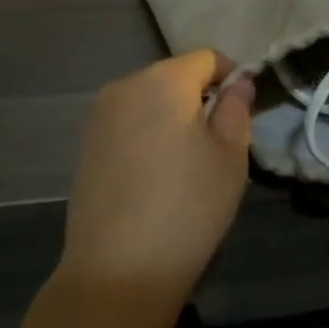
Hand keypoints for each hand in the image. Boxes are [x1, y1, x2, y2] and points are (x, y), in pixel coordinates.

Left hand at [59, 49, 255, 312]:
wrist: (118, 270)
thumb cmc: (187, 208)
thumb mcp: (230, 157)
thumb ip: (236, 108)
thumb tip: (238, 82)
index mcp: (163, 81)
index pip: (206, 58)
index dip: (231, 76)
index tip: (242, 111)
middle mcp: (124, 86)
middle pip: (173, 75)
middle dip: (199, 96)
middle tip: (218, 141)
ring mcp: (99, 115)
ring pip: (148, 99)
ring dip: (171, 115)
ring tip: (186, 162)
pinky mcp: (86, 144)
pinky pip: (127, 122)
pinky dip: (146, 133)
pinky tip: (155, 175)